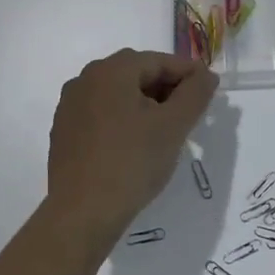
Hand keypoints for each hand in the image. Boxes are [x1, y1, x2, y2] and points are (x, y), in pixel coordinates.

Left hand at [47, 49, 217, 234]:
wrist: (81, 213)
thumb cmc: (132, 162)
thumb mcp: (174, 126)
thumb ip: (195, 93)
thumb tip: (206, 75)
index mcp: (111, 70)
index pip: (160, 61)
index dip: (189, 74)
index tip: (211, 92)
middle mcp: (85, 79)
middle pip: (137, 74)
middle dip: (167, 89)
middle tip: (191, 113)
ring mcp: (70, 105)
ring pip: (119, 94)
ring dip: (146, 105)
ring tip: (166, 130)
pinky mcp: (64, 131)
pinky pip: (102, 113)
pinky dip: (124, 120)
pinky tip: (136, 144)